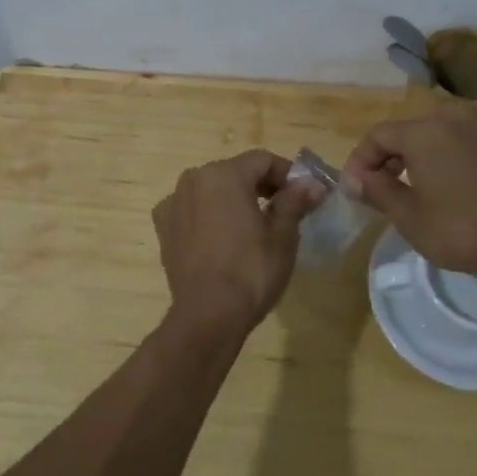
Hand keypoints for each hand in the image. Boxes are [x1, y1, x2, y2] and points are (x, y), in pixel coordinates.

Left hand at [152, 149, 325, 337]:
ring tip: (253, 226)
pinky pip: (192, 210)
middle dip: (261, 186)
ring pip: (212, 190)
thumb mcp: (283, 235)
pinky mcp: (163, 227)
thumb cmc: (251, 271)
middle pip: (235, 172)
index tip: (304, 194)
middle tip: (284, 210)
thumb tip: (314, 184)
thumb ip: (295, 201)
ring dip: (233, 200)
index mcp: (224, 174)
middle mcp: (193, 179)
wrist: (208, 315)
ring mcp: (173, 202)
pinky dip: (208, 215)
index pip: (263, 160)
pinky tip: (220, 237)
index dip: (287, 174)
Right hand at [341, 92, 476, 277]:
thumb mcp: (407, 217)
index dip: (361, 161)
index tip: (356, 189)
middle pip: (410, 130)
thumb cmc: (459, 230)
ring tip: (425, 173)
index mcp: (421, 132)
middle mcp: (452, 116)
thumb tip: (355, 178)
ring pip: (448, 125)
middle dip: (392, 155)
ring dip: (430, 145)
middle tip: (385, 187)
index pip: (378, 137)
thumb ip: (376, 190)